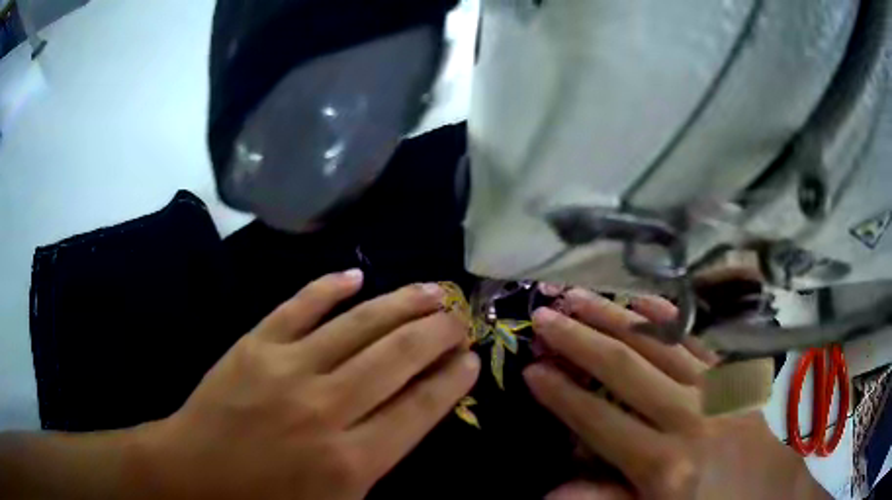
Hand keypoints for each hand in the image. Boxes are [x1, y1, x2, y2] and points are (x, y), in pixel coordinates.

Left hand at [134, 270, 479, 499]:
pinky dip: (328, 287)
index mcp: (351, 461)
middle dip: (438, 332)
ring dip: (400, 303)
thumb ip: (381, 461)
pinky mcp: (254, 345)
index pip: (419, 407)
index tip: (471, 358)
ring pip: (357, 325)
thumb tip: (416, 410)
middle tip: (461, 317)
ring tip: (432, 289)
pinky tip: (356, 276)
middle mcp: (325, 409)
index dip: (452, 379)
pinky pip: (298, 306)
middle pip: (397, 357)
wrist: (196, 474)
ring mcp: (286, 369)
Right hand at [524, 290, 827, 499]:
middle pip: (628, 371)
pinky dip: (669, 319)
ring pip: (661, 345)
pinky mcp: (733, 382)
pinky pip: (698, 343)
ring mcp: (716, 394)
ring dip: (617, 318)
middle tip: (544, 314)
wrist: (771, 498)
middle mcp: (690, 420)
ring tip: (581, 296)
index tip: (530, 369)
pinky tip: (644, 301)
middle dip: (581, 341)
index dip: (563, 396)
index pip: (601, 422)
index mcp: (666, 467)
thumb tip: (550, 492)